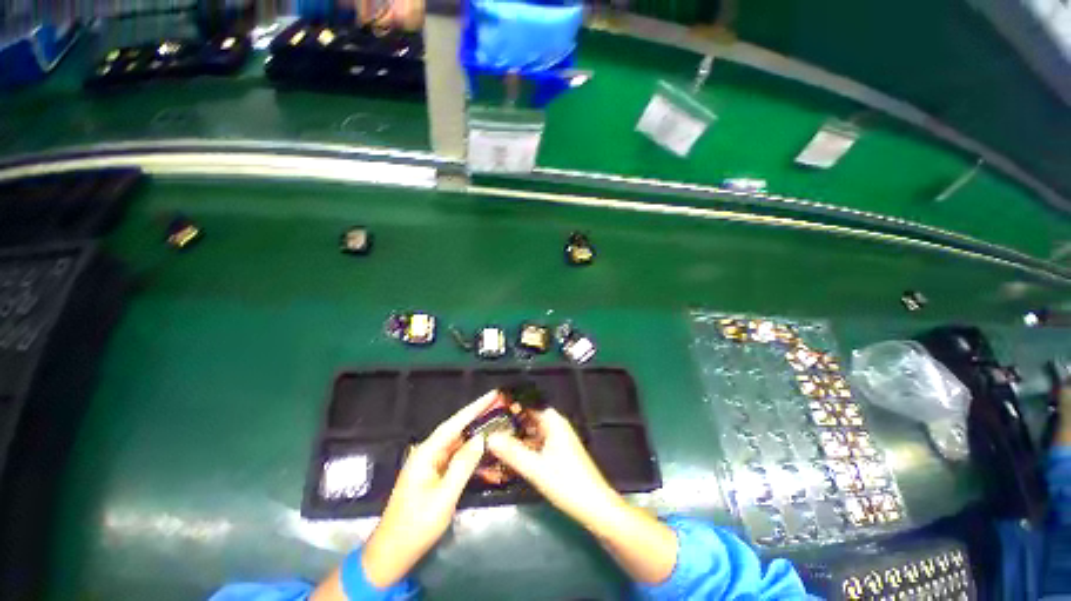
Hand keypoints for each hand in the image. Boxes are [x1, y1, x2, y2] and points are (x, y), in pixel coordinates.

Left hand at [360, 391, 498, 587]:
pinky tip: (484, 445)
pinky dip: (471, 449)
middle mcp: (429, 452)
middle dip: (478, 414)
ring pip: (458, 441)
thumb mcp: (444, 497)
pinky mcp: (435, 473)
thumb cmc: (416, 525)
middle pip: (457, 428)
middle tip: (500, 403)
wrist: (392, 553)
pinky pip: (456, 455)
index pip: (455, 423)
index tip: (492, 394)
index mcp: (426, 453)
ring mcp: (431, 463)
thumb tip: (481, 439)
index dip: (475, 407)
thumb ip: (463, 465)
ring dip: (476, 430)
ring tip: (497, 419)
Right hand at [488, 409, 677, 583]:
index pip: (527, 404)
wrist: (595, 506)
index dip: (509, 405)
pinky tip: (508, 454)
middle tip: (486, 427)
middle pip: (528, 417)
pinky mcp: (557, 451)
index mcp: (552, 421)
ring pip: (531, 431)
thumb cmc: (567, 483)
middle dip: (509, 422)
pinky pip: (536, 442)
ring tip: (492, 439)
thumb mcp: (536, 468)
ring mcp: (556, 438)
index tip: (490, 409)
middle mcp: (554, 425)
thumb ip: (512, 452)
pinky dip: (523, 446)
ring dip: (515, 435)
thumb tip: (489, 437)